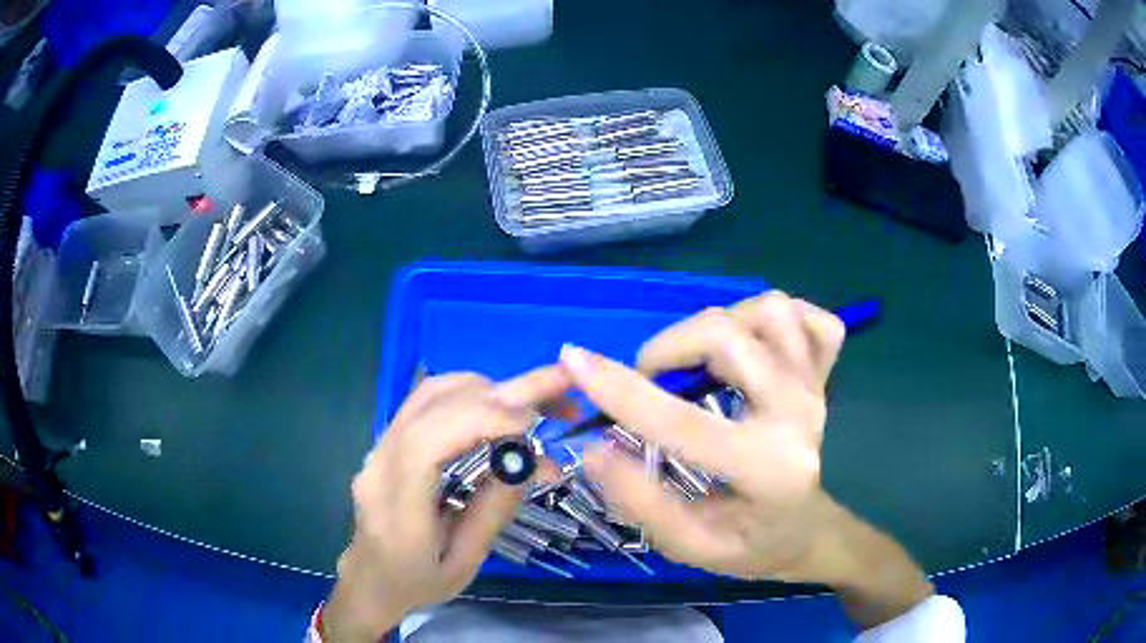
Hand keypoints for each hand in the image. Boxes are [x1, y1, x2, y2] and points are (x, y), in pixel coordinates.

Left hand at [323, 367, 570, 642]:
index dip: (479, 420)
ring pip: (429, 394)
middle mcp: (380, 464)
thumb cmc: (417, 583)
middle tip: (557, 389)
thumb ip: (492, 513)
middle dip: (499, 393)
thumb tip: (531, 462)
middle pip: (432, 405)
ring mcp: (378, 447)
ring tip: (530, 404)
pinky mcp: (386, 441)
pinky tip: (496, 407)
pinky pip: (425, 402)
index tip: (532, 421)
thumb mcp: (463, 564)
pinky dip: (468, 394)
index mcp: (396, 507)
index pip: (427, 443)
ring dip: (485, 389)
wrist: (370, 580)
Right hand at [565, 292, 931, 625]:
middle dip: (668, 347)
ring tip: (702, 360)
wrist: (811, 534)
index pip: (681, 422)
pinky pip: (810, 318)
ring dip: (723, 324)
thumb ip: (642, 503)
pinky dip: (777, 319)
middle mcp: (798, 414)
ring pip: (770, 310)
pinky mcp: (826, 373)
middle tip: (649, 380)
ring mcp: (817, 386)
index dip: (618, 389)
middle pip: (727, 336)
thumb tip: (594, 448)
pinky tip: (756, 344)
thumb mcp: (691, 546)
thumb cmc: (752, 546)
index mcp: (766, 468)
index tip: (574, 358)